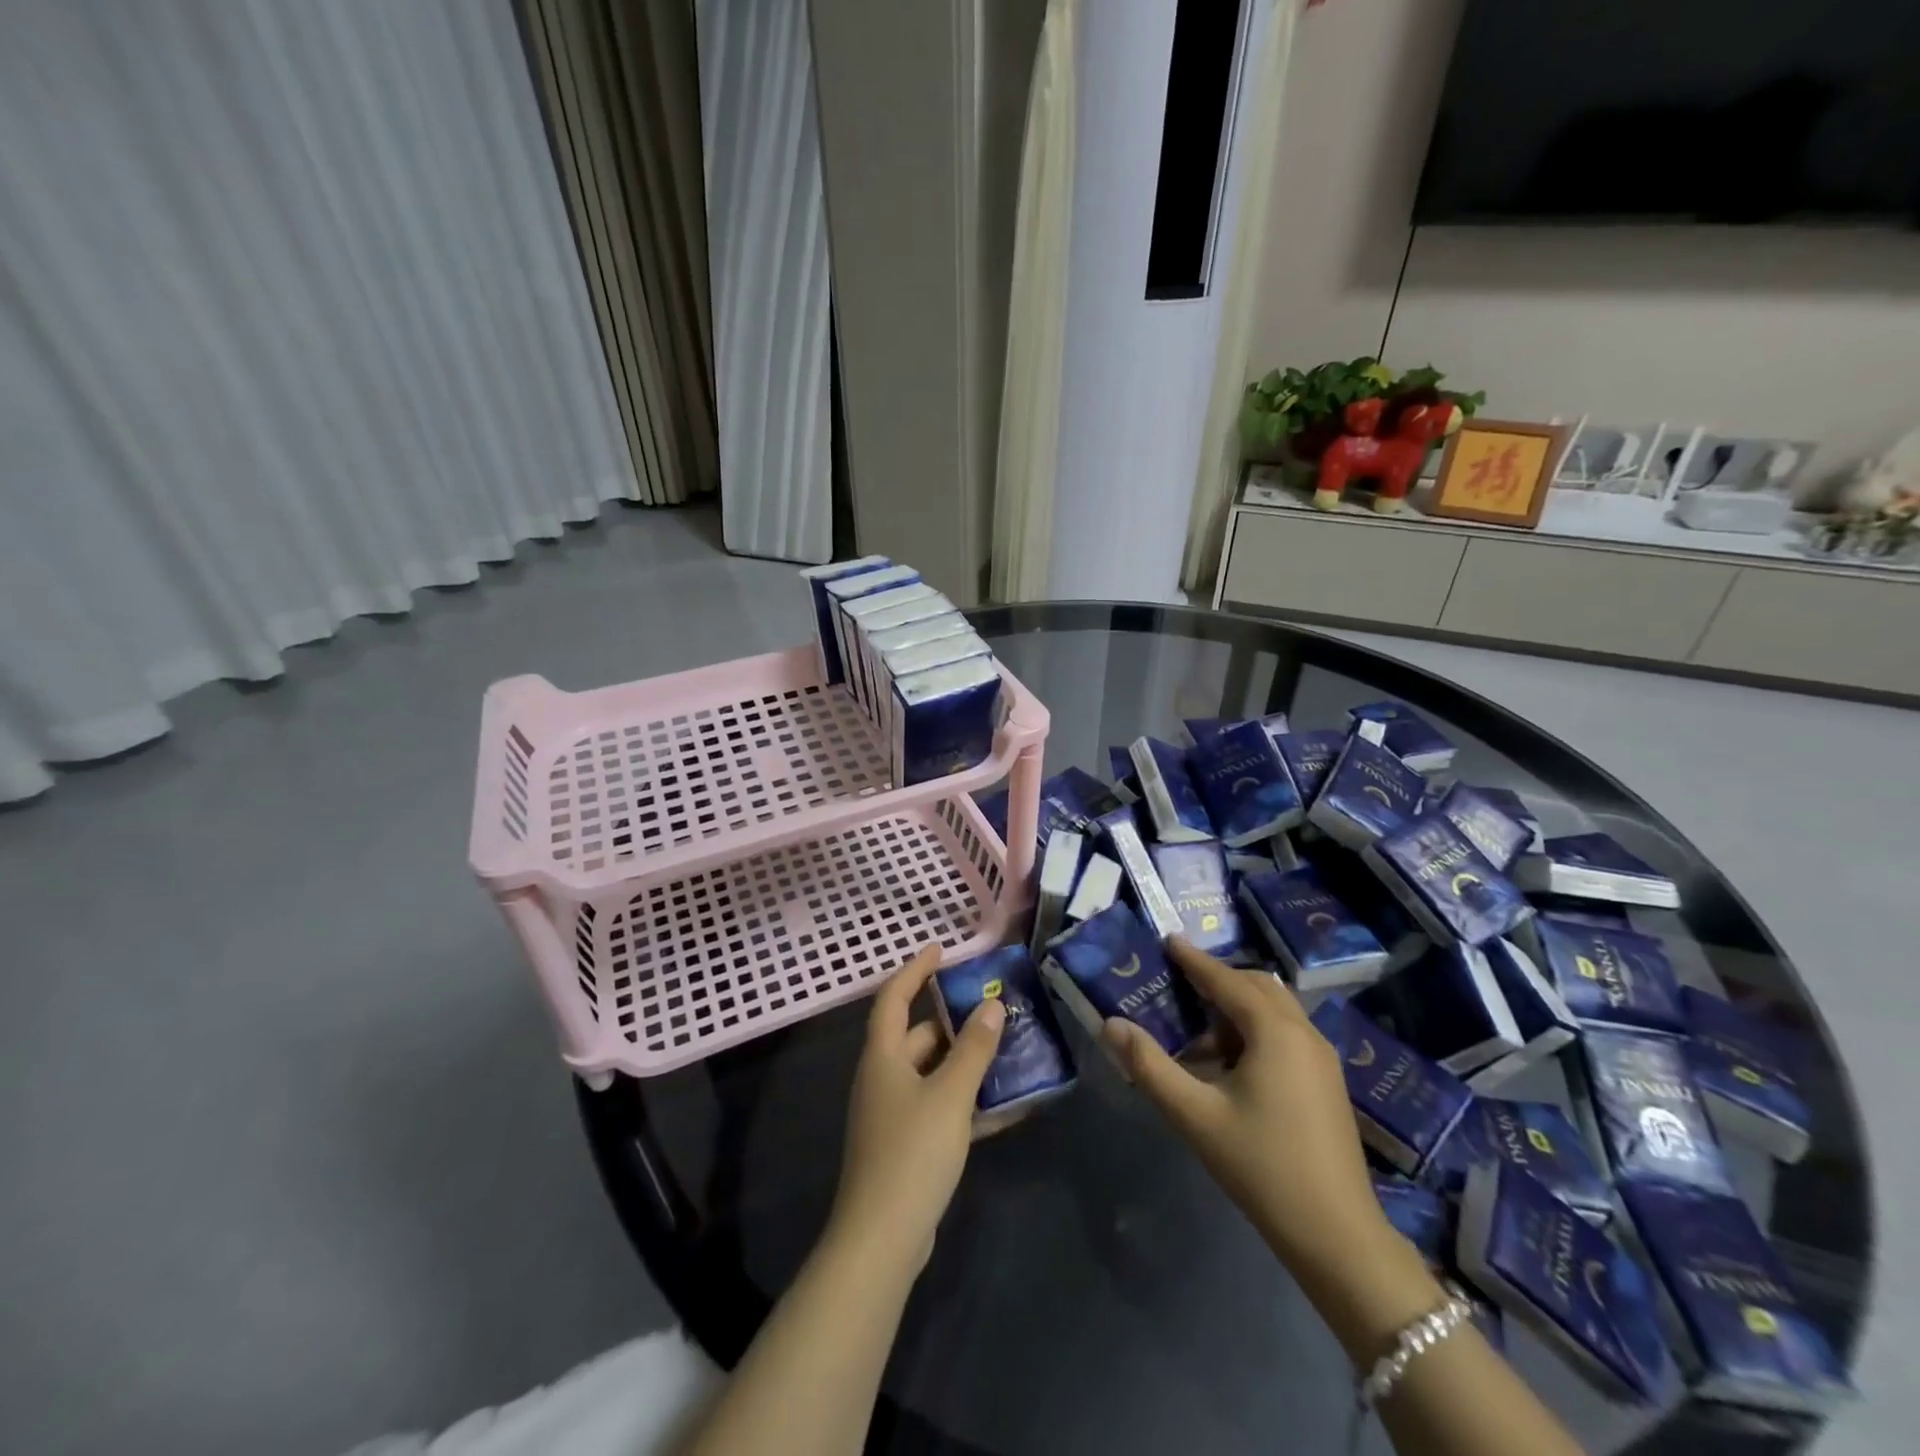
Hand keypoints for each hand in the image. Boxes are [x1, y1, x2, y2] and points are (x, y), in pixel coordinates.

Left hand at [829, 945, 1004, 1273]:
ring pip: (933, 1073)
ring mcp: (893, 1113)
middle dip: (954, 1021)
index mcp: (883, 1056)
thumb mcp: (950, 1095)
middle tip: (992, 1009)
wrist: (882, 1239)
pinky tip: (1005, 1106)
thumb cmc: (913, 1152)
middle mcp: (883, 1077)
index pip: (894, 997)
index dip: (915, 969)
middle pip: (918, 1036)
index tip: (942, 949)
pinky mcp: (906, 1144)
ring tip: (1007, 1050)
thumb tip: (990, 1005)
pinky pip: (939, 1107)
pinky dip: (966, 1101)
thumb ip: (973, 1049)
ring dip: (966, 1063)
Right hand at [1102, 938, 1386, 1272]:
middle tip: (1180, 986)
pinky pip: (1287, 1033)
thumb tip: (1110, 1023)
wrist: (1337, 1236)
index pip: (1227, 980)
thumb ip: (1149, 1066)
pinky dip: (1257, 1029)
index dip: (1195, 960)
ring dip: (1238, 1007)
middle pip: (1257, 986)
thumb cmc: (1261, 1166)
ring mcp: (1322, 1058)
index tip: (1168, 940)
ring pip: (1276, 1010)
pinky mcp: (1328, 1082)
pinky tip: (1233, 1064)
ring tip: (1200, 1032)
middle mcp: (1304, 1033)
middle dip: (1218, 980)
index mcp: (1275, 1032)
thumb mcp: (1195, 1115)